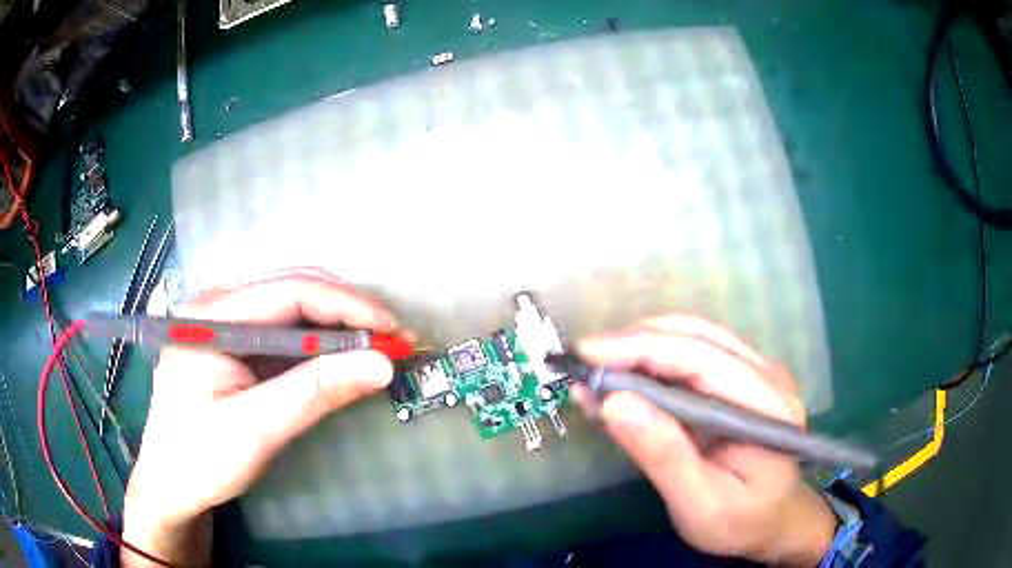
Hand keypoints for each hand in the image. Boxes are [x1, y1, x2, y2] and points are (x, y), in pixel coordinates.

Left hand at [121, 268, 401, 566]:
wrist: (170, 484)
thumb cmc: (201, 458)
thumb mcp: (256, 429)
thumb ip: (315, 393)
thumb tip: (382, 365)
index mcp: (212, 314)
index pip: (291, 291)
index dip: (348, 306)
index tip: (394, 331)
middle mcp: (217, 304)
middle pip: (293, 289)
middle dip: (347, 312)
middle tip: (392, 340)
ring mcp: (224, 321)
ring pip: (292, 305)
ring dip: (337, 324)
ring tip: (375, 347)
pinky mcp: (233, 343)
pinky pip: (283, 329)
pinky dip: (319, 341)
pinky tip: (339, 356)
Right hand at [574, 315, 836, 565]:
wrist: (775, 522)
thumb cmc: (742, 521)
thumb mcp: (701, 504)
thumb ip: (664, 455)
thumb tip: (614, 404)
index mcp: (767, 405)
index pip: (701, 357)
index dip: (640, 348)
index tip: (585, 355)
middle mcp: (767, 375)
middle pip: (696, 335)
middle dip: (634, 341)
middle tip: (582, 362)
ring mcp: (756, 373)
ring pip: (693, 337)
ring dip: (640, 347)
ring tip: (596, 372)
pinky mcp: (740, 380)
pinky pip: (693, 357)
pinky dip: (652, 362)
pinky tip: (624, 380)